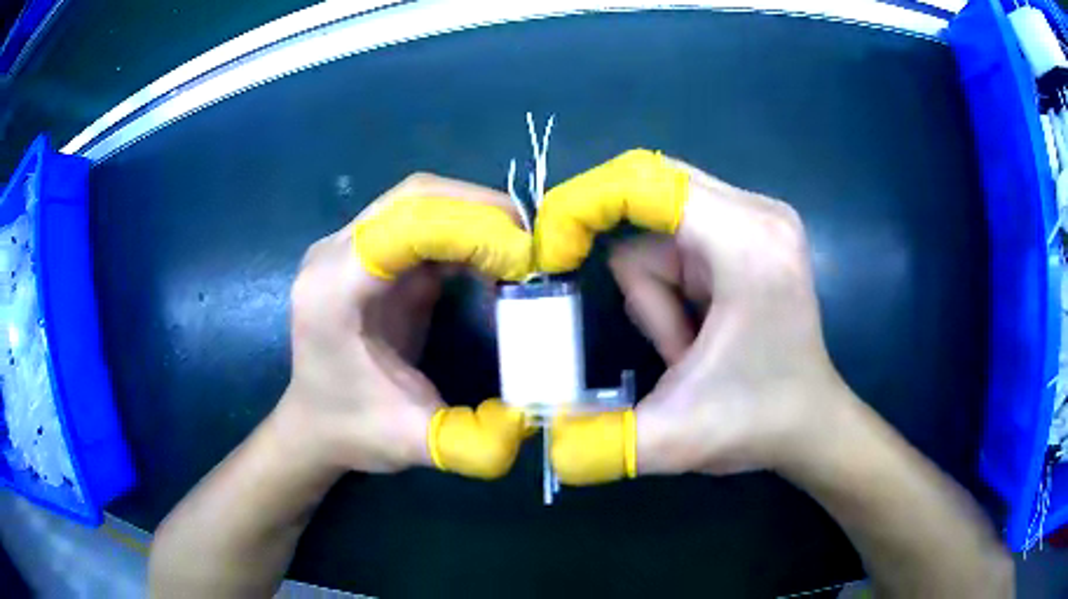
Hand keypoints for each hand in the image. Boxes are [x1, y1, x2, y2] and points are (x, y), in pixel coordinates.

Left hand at [274, 173, 532, 478]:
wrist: (316, 423)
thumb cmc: (353, 430)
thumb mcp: (412, 443)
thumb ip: (472, 440)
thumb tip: (535, 416)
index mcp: (332, 290)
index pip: (403, 226)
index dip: (470, 230)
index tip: (526, 259)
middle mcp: (334, 254)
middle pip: (414, 196)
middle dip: (481, 209)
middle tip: (535, 242)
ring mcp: (350, 248)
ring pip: (420, 199)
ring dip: (476, 214)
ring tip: (521, 248)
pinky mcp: (370, 255)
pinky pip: (422, 222)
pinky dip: (464, 231)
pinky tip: (493, 260)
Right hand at [537, 150, 853, 481]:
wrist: (813, 425)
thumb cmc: (760, 423)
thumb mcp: (675, 439)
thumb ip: (600, 442)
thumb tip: (538, 444)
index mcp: (746, 241)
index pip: (643, 183)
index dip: (583, 207)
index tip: (549, 256)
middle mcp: (757, 213)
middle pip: (647, 193)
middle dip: (615, 249)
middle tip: (594, 295)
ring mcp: (757, 221)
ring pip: (660, 229)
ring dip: (654, 292)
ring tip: (688, 350)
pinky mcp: (752, 236)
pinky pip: (680, 241)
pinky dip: (671, 288)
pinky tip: (698, 332)